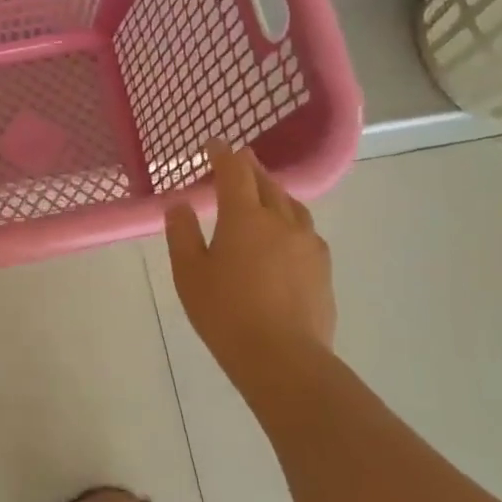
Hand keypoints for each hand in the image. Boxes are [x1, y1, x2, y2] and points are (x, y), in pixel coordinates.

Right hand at [165, 141, 336, 372]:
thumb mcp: (189, 274)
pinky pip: (304, 229)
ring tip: (262, 194)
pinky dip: (289, 219)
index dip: (223, 154)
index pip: (235, 172)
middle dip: (250, 168)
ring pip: (291, 204)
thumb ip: (182, 234)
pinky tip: (283, 235)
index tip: (214, 144)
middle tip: (237, 162)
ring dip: (273, 192)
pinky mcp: (322, 267)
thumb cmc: (225, 313)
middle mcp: (280, 221)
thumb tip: (179, 204)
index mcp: (244, 217)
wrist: (282, 357)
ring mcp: (307, 243)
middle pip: (266, 183)